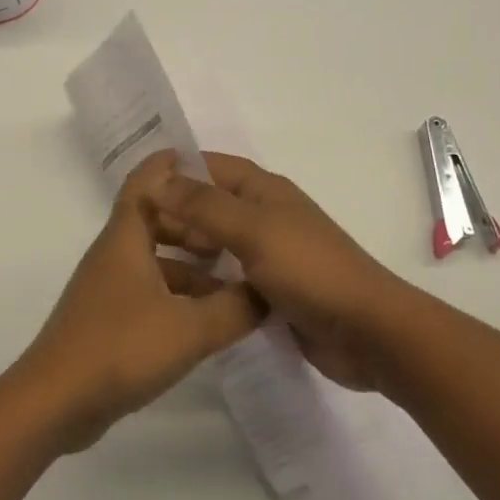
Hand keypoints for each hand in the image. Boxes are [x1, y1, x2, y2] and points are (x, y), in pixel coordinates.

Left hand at [14, 152, 263, 451]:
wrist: (57, 400)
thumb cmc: (121, 348)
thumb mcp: (190, 329)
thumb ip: (235, 308)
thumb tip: (268, 292)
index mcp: (126, 237)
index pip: (148, 180)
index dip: (175, 164)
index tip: (213, 165)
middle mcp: (115, 253)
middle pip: (155, 218)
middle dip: (195, 221)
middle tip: (237, 231)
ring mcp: (109, 286)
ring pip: (154, 257)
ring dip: (190, 262)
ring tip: (234, 277)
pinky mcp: (109, 317)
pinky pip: (149, 288)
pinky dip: (178, 292)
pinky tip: (208, 318)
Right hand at [152, 154, 400, 392]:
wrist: (369, 332)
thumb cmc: (310, 269)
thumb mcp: (253, 230)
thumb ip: (204, 205)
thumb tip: (158, 180)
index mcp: (264, 191)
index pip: (210, 167)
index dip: (175, 171)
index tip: (134, 185)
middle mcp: (264, 216)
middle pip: (209, 205)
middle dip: (173, 212)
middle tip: (130, 230)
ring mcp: (268, 255)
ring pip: (216, 244)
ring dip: (186, 249)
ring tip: (143, 262)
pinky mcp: (269, 291)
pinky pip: (227, 278)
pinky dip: (204, 281)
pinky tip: (175, 294)